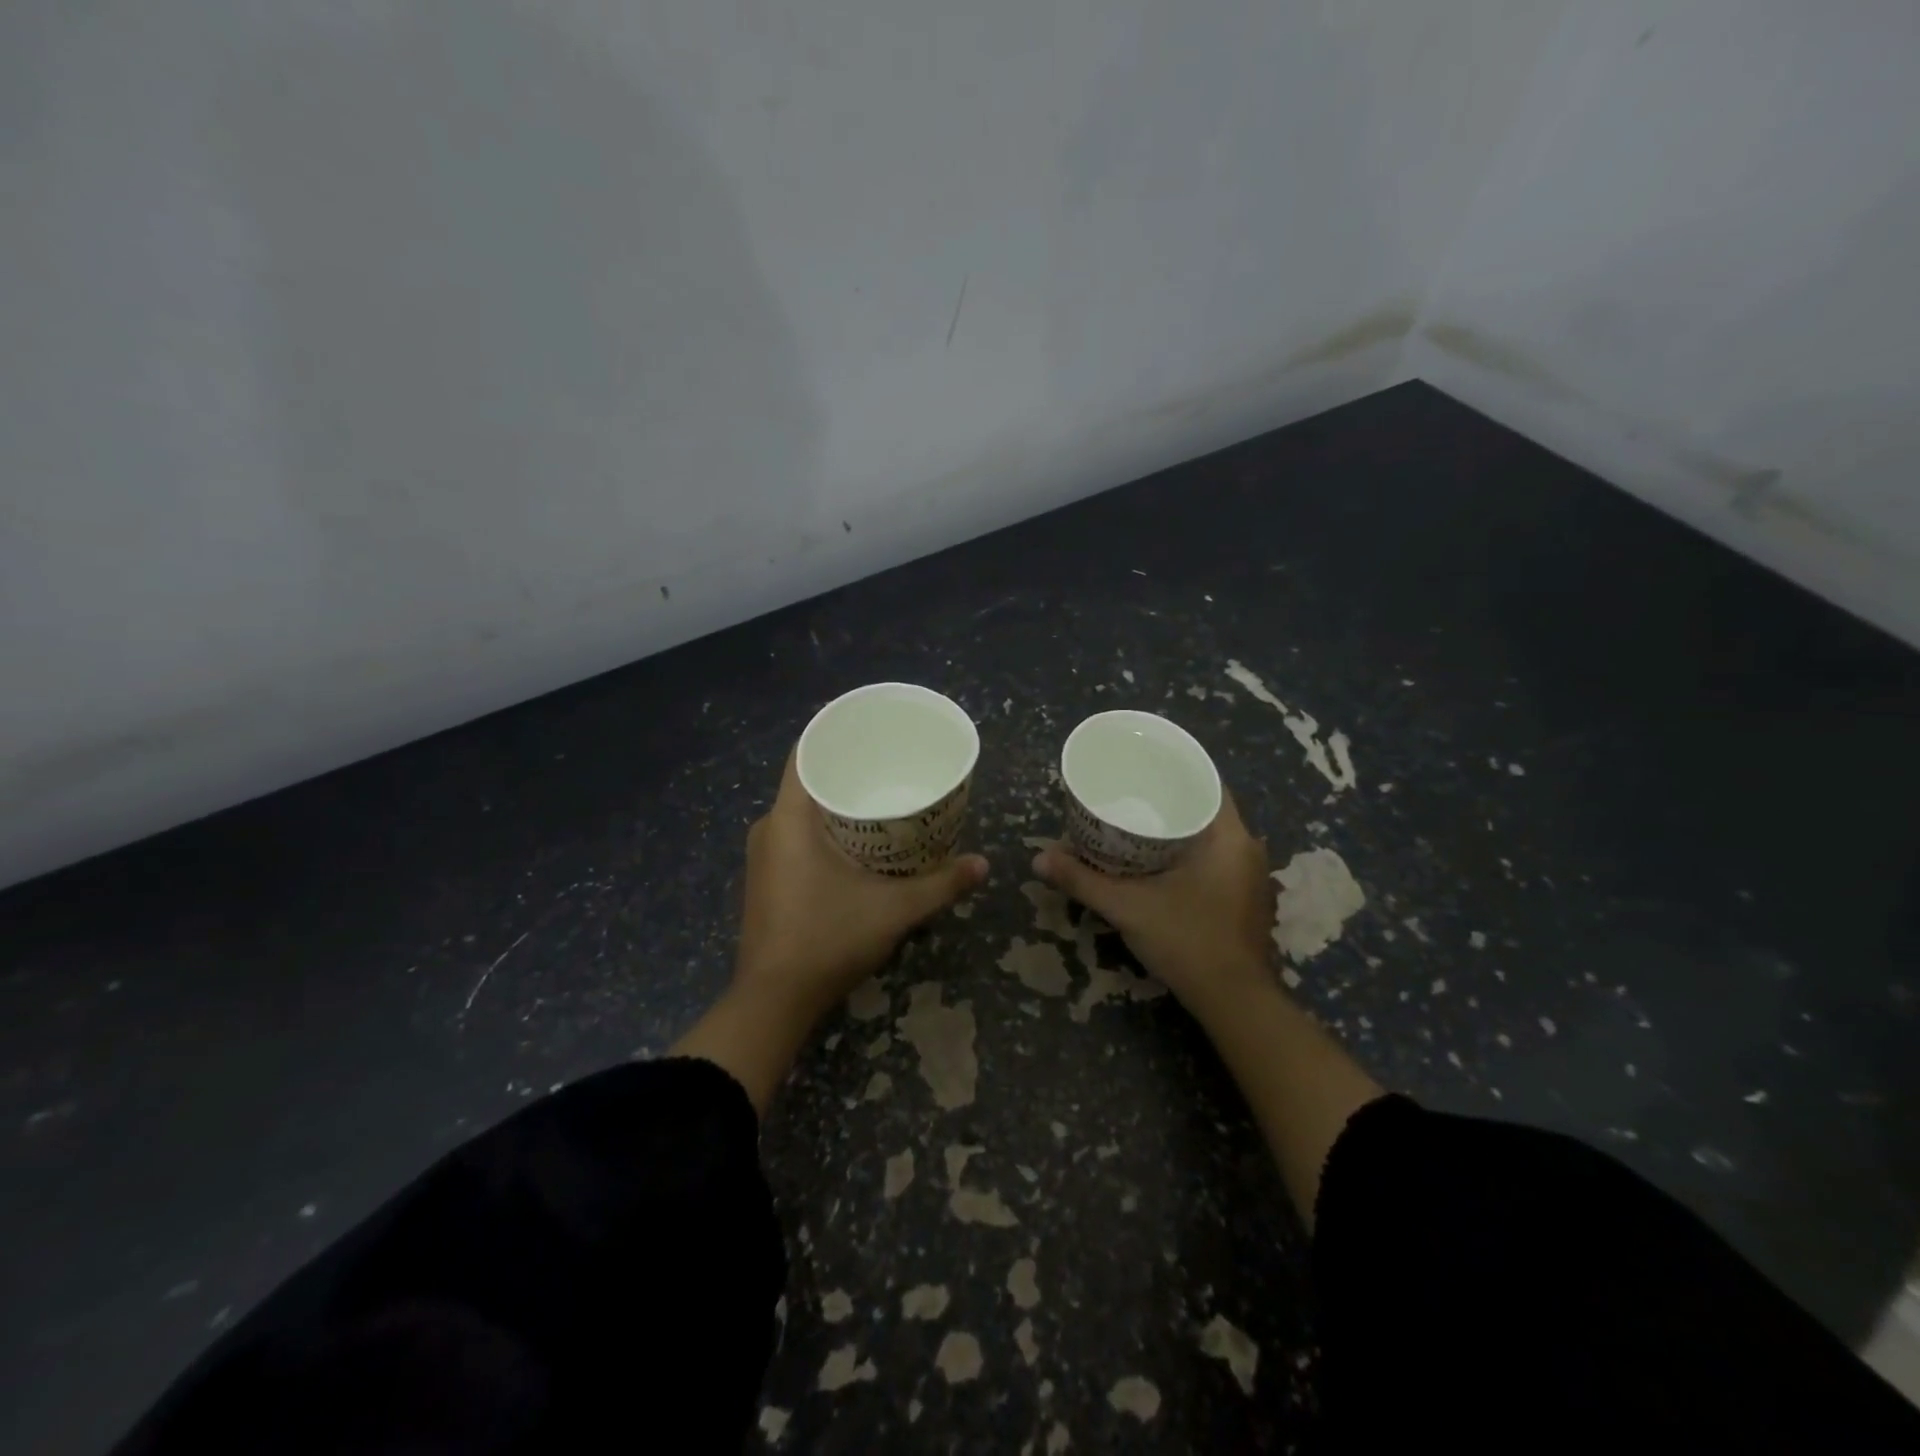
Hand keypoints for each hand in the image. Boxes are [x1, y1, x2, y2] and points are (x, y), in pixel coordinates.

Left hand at [735, 750, 987, 1017]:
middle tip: (892, 764)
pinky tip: (860, 840)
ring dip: (838, 802)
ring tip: (883, 798)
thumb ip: (941, 885)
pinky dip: (827, 828)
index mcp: (788, 818)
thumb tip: (984, 864)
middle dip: (849, 769)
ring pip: (803, 811)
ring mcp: (764, 856)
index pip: (805, 752)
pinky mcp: (767, 878)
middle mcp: (769, 828)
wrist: (774, 1001)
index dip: (836, 733)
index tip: (871, 729)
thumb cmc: (828, 939)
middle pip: (808, 780)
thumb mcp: (894, 910)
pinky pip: (797, 835)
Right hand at [1032, 789, 1273, 1014]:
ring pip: (1210, 835)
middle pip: (1205, 807)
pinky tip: (1156, 859)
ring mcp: (1249, 875)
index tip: (1140, 763)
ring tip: (1135, 820)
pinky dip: (1186, 851)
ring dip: (1176, 827)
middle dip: (1166, 798)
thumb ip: (1082, 881)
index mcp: (1230, 836)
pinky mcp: (1244, 898)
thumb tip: (1038, 859)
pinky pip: (1214, 857)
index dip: (1173, 768)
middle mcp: (1246, 848)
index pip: (1207, 781)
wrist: (1234, 1003)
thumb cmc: (1188, 941)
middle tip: (1126, 792)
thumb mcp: (1128, 907)